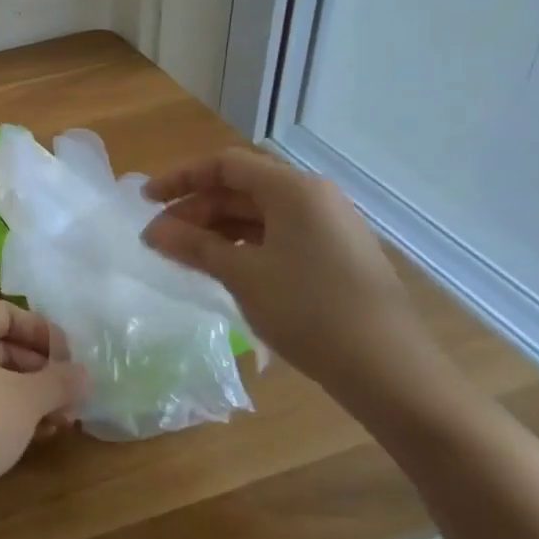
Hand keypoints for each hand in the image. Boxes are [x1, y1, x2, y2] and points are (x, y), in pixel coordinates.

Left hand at [0, 301, 86, 528]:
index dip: (45, 335)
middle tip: (72, 399)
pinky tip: (32, 434)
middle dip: (40, 371)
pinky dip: (2, 406)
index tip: (72, 362)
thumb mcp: (27, 401)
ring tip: (60, 423)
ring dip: (27, 394)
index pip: (10, 313)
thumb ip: (60, 381)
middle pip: (0, 343)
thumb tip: (85, 373)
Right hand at [141, 149, 456, 416]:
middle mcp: (314, 198)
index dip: (180, 179)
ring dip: (216, 230)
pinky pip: (277, 236)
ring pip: (258, 215)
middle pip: (241, 189)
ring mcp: (328, 227)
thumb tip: (151, 230)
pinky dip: (243, 246)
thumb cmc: (310, 312)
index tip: (146, 201)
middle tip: (159, 239)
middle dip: (196, 209)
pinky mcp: (335, 255)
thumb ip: (193, 245)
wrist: (391, 373)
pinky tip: (222, 268)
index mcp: (294, 189)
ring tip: (183, 255)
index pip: (225, 166)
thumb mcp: (242, 275)